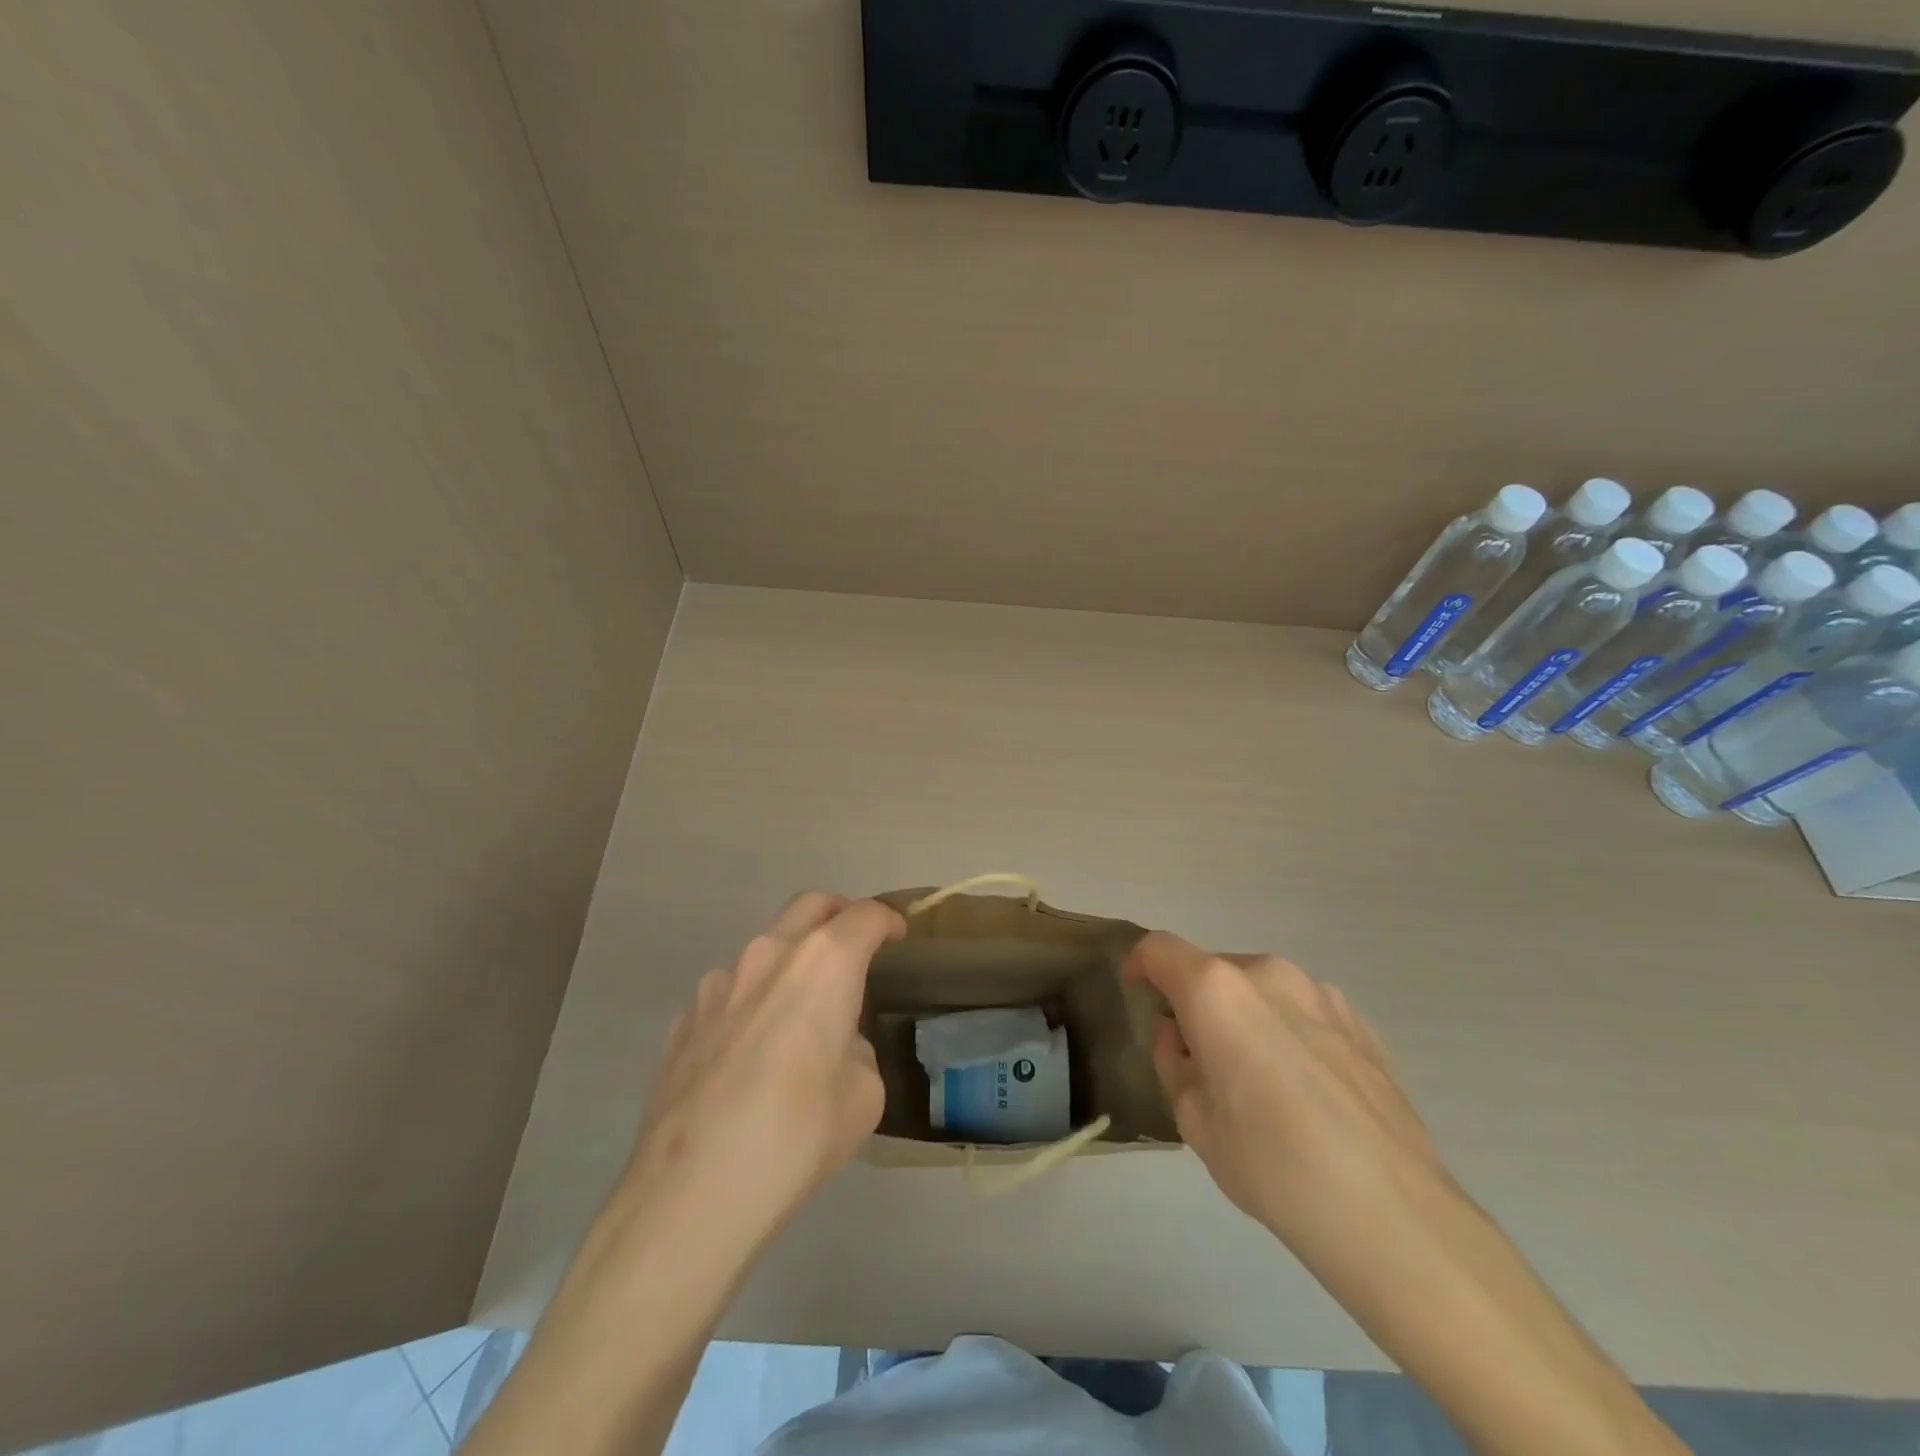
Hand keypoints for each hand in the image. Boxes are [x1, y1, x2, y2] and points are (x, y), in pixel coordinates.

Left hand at [618, 893, 905, 1251]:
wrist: (692, 1192)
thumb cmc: (798, 1135)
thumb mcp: (863, 1096)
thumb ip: (855, 1052)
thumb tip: (834, 1048)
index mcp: (823, 963)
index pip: (864, 917)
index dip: (887, 920)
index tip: (897, 934)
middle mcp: (768, 955)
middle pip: (810, 905)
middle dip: (839, 913)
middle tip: (854, 942)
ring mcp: (717, 985)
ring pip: (764, 949)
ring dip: (790, 963)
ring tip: (798, 1015)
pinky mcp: (682, 1020)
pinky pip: (729, 994)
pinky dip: (751, 1003)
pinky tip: (749, 1055)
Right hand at [1128, 930, 1447, 1260]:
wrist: (1394, 1216)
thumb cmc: (1273, 1165)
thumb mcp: (1194, 1122)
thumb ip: (1174, 1064)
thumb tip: (1182, 1039)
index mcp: (1217, 990)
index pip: (1160, 950)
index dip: (1140, 964)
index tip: (1138, 992)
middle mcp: (1268, 974)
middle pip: (1213, 970)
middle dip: (1196, 1003)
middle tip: (1199, 1060)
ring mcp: (1322, 994)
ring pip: (1261, 990)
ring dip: (1244, 1017)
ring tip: (1258, 1082)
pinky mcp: (1362, 1024)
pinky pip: (1303, 1012)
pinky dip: (1286, 1032)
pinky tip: (1305, 1093)